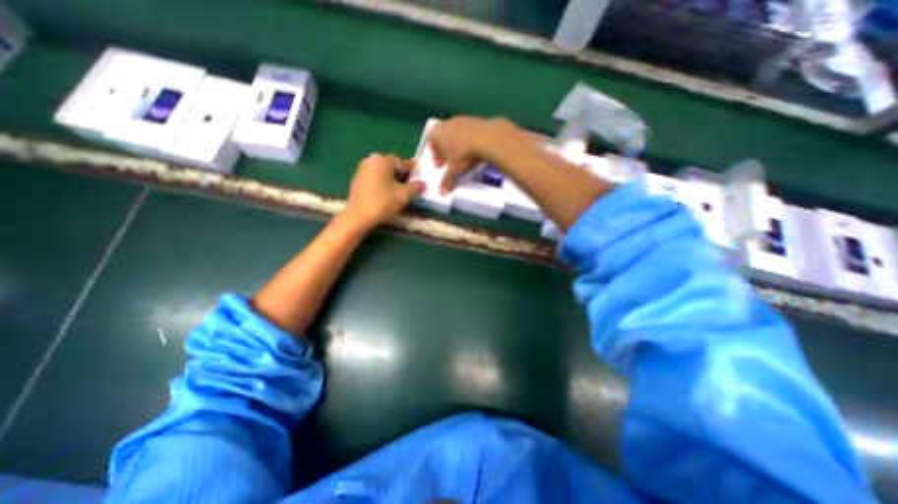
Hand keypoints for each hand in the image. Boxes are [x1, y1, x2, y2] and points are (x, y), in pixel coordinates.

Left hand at [344, 154, 426, 229]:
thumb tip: (423, 184)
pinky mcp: (357, 180)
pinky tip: (386, 193)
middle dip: (401, 173)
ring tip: (399, 190)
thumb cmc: (383, 202)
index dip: (412, 169)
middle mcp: (370, 160)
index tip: (420, 176)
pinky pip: (374, 178)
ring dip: (391, 178)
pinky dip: (382, 183)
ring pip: (382, 172)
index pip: (402, 162)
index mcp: (383, 160)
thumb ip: (415, 187)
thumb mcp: (404, 195)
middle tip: (410, 184)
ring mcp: (361, 170)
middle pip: (391, 165)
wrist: (358, 216)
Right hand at [428, 114, 519, 191]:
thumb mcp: (453, 171)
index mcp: (436, 133)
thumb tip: (442, 193)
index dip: (435, 157)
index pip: (431, 144)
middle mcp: (447, 123)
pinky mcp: (477, 120)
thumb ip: (446, 181)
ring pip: (457, 134)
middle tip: (452, 163)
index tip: (441, 167)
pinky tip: (476, 152)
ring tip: (465, 159)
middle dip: (447, 151)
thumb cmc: (463, 154)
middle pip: (444, 138)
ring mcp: (463, 119)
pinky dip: (470, 142)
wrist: (487, 138)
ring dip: (459, 146)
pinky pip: (470, 133)